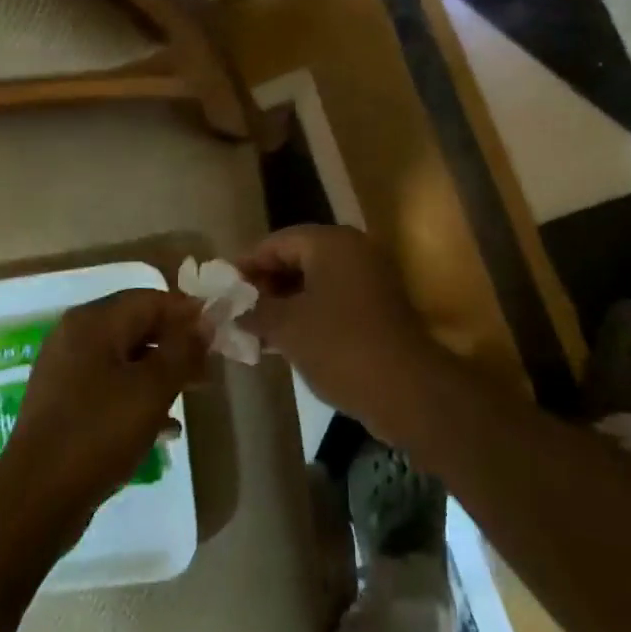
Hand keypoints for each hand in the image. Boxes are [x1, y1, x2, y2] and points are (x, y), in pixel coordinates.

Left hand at [0, 289, 207, 537]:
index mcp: (93, 322)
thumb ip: (183, 350)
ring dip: (160, 372)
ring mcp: (66, 371)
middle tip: (208, 368)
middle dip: (175, 344)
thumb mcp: (151, 389)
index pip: (150, 299)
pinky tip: (164, 427)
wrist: (35, 501)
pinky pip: (110, 387)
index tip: (218, 333)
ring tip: (192, 394)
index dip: (187, 312)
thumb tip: (205, 322)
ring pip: (125, 359)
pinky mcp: (63, 405)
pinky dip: (138, 397)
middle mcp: (75, 337)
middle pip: (137, 326)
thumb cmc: (98, 433)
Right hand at [236, 225, 439, 430]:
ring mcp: (370, 278)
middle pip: (297, 258)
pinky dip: (309, 315)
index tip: (222, 288)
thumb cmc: (341, 346)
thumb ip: (255, 311)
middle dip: (265, 285)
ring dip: (285, 303)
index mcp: (331, 242)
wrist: (408, 390)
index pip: (277, 242)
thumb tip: (231, 308)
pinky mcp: (379, 307)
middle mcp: (353, 250)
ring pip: (315, 282)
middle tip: (237, 310)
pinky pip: (333, 301)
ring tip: (255, 329)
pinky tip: (286, 342)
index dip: (246, 264)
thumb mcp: (288, 327)